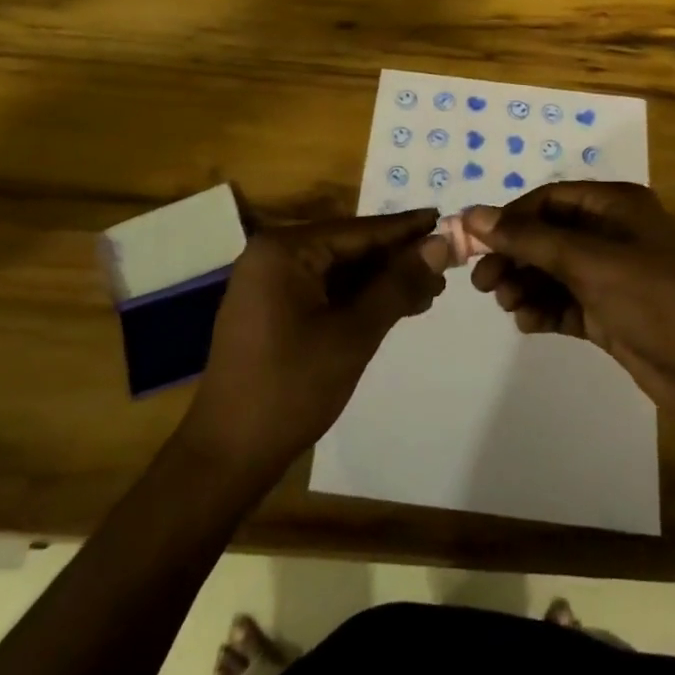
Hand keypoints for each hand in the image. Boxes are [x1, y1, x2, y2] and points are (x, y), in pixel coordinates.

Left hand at [181, 210, 450, 478]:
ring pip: (339, 271)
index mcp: (284, 250)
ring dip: (382, 281)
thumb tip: (440, 244)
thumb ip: (397, 284)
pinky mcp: (272, 309)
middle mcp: (273, 256)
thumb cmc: (291, 388)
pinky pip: (324, 290)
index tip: (445, 219)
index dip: (405, 229)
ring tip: (430, 291)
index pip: (358, 230)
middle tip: (446, 266)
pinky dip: (359, 299)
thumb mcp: (354, 334)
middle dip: (397, 259)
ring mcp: (269, 283)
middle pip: (349, 247)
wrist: (228, 455)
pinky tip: (394, 307)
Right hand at [464, 183, 674, 424]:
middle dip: (514, 257)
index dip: (511, 218)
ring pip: (552, 271)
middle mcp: (612, 233)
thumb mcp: (589, 263)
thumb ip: (529, 239)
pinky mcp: (609, 311)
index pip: (549, 199)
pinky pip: (565, 301)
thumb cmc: (654, 301)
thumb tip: (472, 214)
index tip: (475, 243)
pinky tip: (528, 323)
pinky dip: (544, 309)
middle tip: (482, 284)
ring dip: (526, 285)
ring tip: (508, 306)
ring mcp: (612, 274)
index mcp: (616, 205)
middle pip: (547, 235)